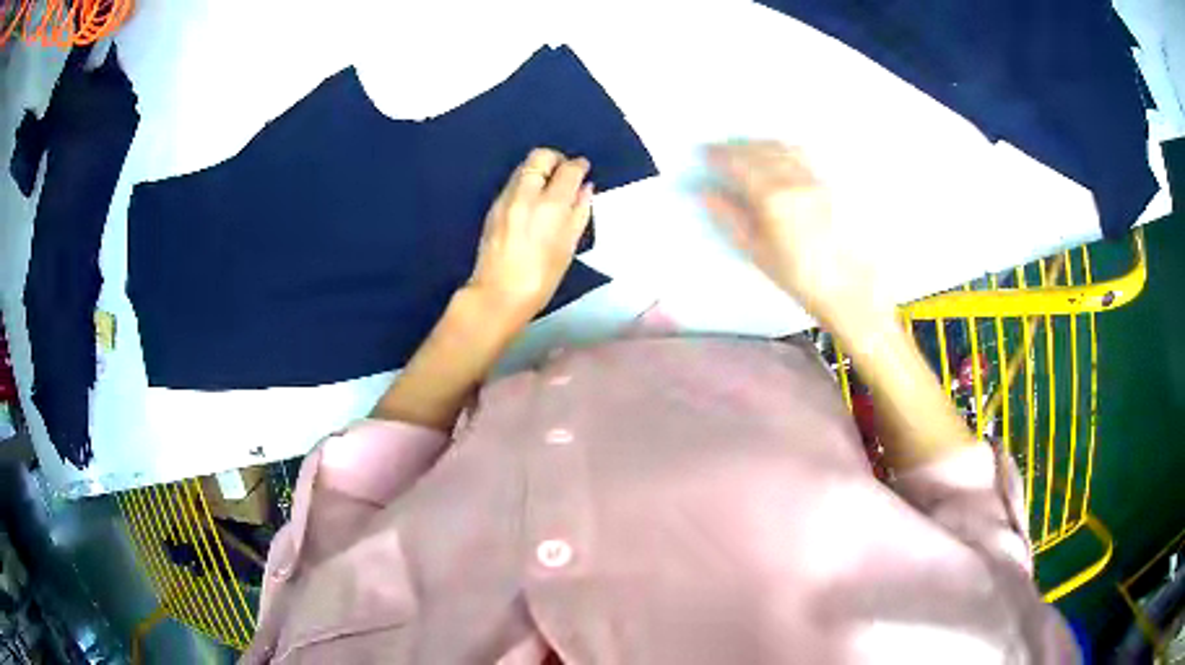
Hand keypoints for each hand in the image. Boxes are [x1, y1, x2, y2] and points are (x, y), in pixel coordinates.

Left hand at [468, 148, 593, 324]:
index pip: (569, 169)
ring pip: (524, 167)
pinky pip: (514, 183)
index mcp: (551, 205)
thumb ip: (579, 212)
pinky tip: (533, 202)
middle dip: (556, 159)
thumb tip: (585, 188)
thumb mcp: (568, 247)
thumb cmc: (541, 278)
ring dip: (540, 170)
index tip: (584, 169)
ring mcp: (506, 199)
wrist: (498, 294)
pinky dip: (527, 183)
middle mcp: (526, 194)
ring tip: (550, 188)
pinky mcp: (493, 208)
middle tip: (565, 174)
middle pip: (541, 156)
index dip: (579, 166)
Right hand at [700, 141, 891, 332]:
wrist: (847, 286)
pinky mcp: (829, 184)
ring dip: (761, 144)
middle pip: (760, 150)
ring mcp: (815, 179)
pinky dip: (784, 150)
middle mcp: (795, 181)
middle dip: (737, 146)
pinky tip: (779, 156)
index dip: (719, 154)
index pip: (739, 163)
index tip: (707, 152)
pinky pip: (802, 156)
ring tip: (748, 148)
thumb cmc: (800, 276)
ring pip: (783, 147)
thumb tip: (707, 195)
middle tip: (722, 149)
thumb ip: (730, 218)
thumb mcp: (756, 252)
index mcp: (773, 198)